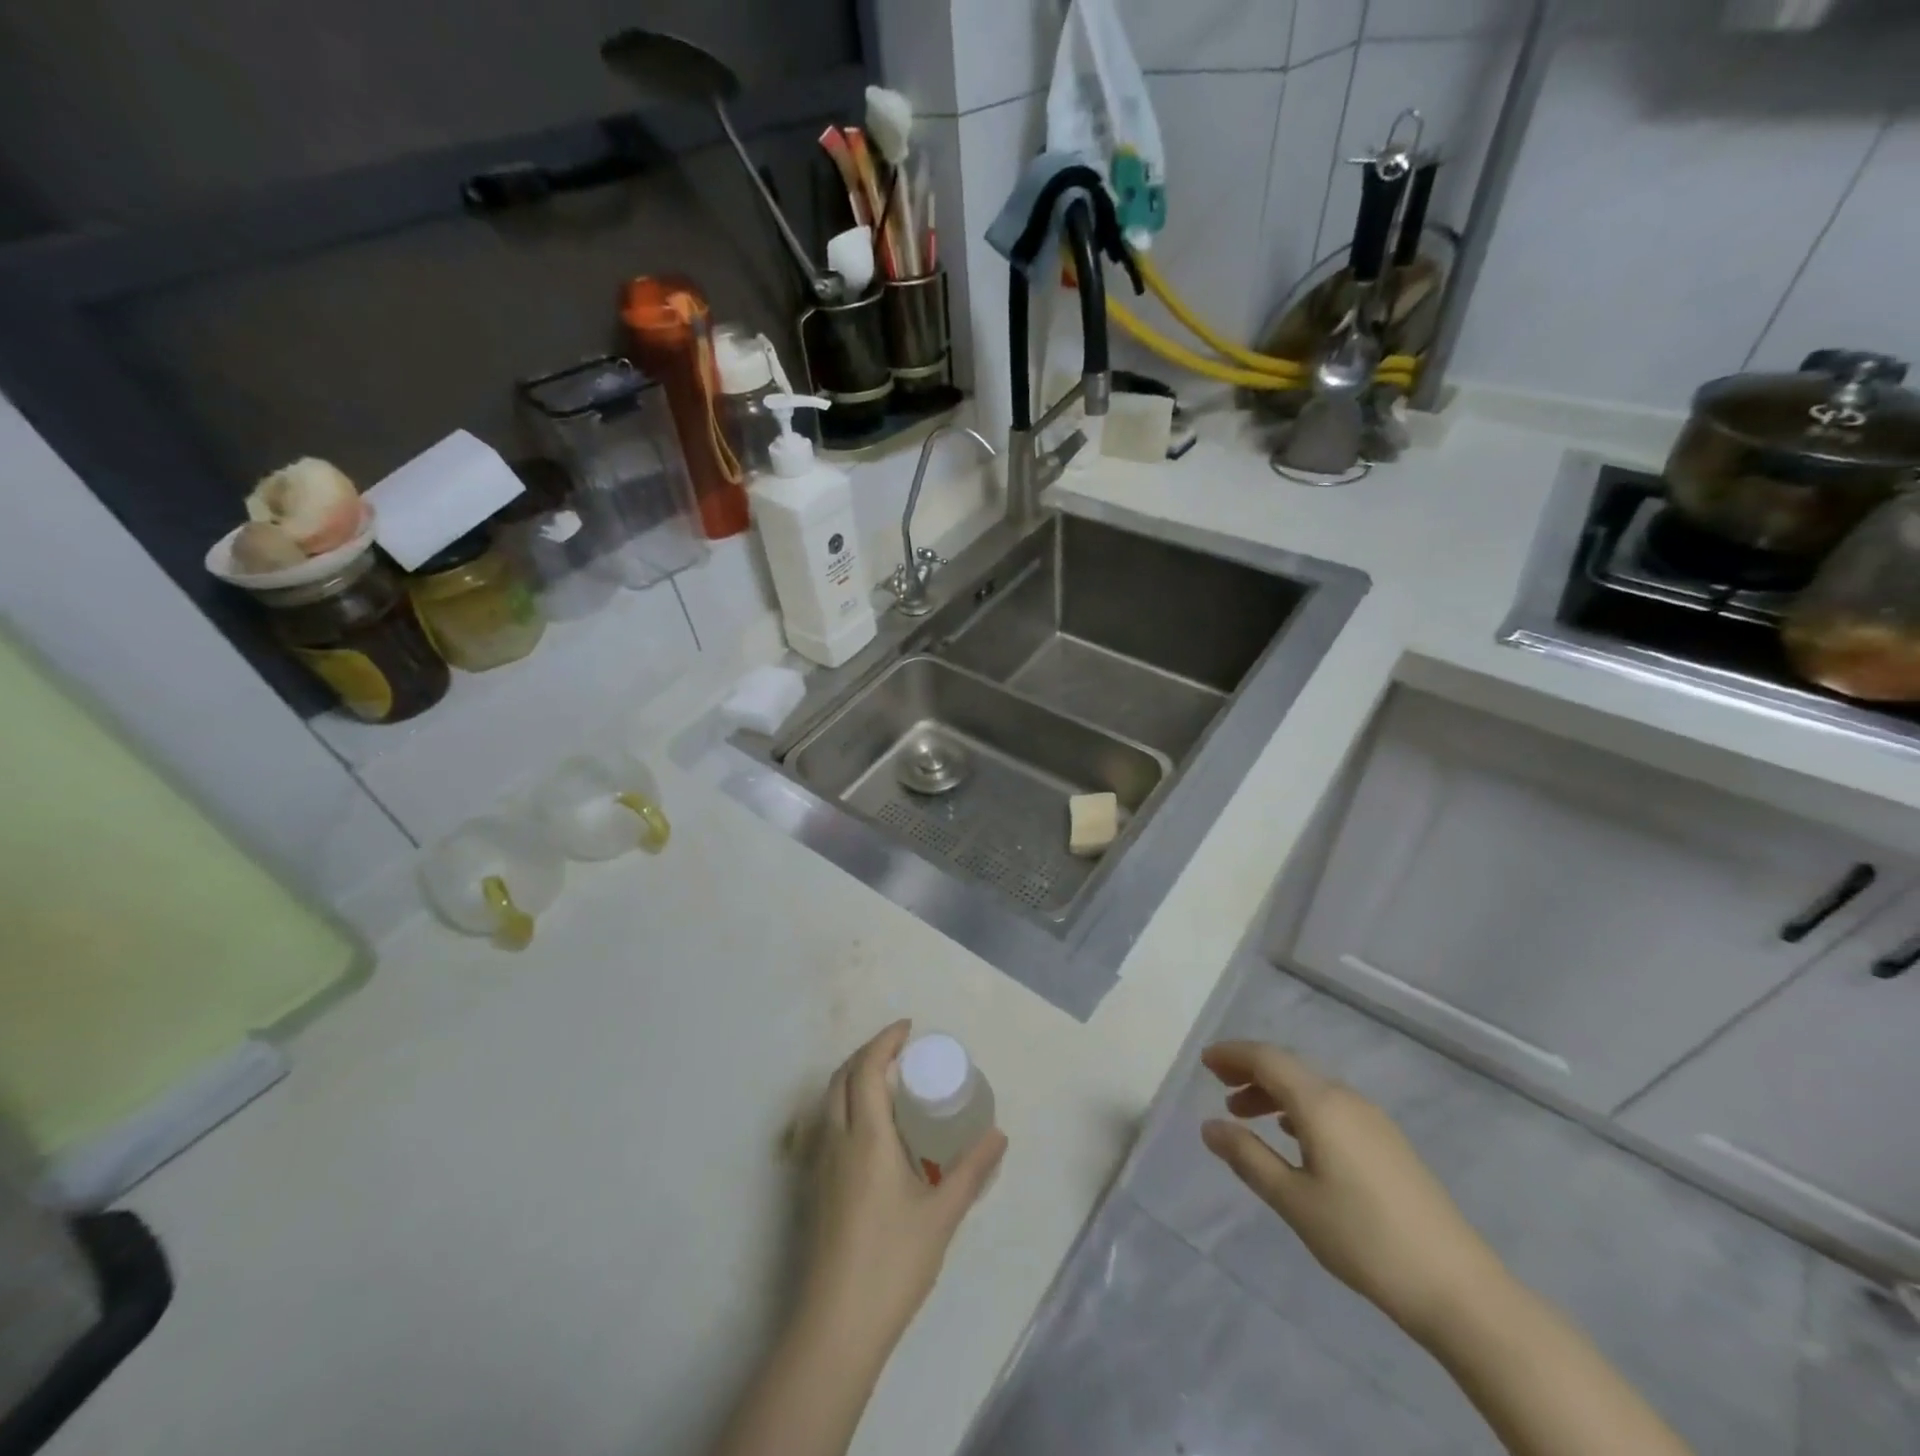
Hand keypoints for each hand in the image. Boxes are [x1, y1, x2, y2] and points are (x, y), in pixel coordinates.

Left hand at [804, 1021, 1006, 1349]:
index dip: (885, 1040)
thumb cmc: (892, 1262)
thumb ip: (972, 1171)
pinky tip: (870, 1130)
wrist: (836, 1325)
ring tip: (887, 1083)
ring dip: (853, 1078)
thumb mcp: (942, 1214)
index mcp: (866, 1136)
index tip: (908, 1028)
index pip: (868, 1068)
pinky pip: (827, 1125)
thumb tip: (999, 1135)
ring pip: (830, 1101)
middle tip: (900, 1051)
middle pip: (842, 1077)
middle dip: (868, 1053)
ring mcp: (820, 1165)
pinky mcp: (815, 1188)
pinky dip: (846, 1104)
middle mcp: (837, 1140)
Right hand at [1199, 1040, 1505, 1338]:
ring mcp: (1372, 1119)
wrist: (1458, 1288)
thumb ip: (1248, 1157)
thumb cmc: (1363, 1239)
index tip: (1204, 1062)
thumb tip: (1210, 1127)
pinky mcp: (1388, 1143)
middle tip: (1218, 1084)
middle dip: (1250, 1070)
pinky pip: (1331, 1105)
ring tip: (1245, 1114)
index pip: (1267, 1059)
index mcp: (1321, 1104)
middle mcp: (1347, 1098)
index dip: (1233, 1055)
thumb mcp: (1294, 1201)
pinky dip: (1300, 1108)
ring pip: (1311, 1087)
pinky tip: (1293, 1136)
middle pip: (1289, 1067)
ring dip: (1274, 1091)